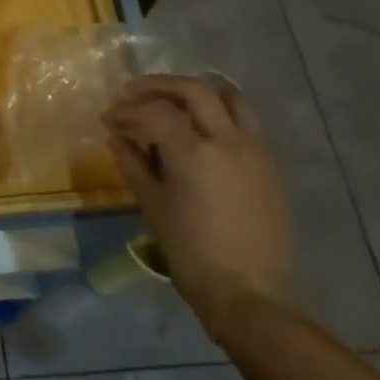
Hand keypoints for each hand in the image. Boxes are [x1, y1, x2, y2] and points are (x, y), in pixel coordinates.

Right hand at [102, 75, 293, 341]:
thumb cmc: (192, 254)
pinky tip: (201, 134)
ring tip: (174, 105)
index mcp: (194, 153)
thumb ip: (134, 164)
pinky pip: (246, 123)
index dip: (127, 111)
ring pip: (230, 98)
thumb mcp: (153, 206)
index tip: (108, 119)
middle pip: (194, 90)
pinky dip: (219, 115)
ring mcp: (256, 151)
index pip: (155, 112)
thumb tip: (118, 137)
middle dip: (159, 86)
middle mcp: (229, 141)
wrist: (250, 294)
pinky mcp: (271, 165)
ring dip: (197, 94)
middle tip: (133, 94)